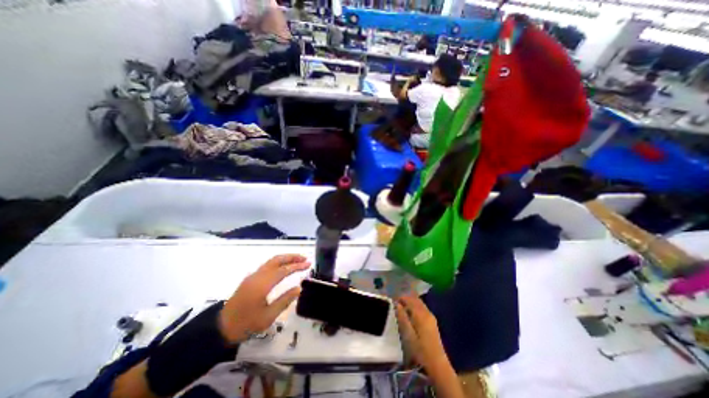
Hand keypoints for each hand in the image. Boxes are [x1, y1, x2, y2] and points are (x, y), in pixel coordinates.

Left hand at [220, 257, 310, 342]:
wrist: (221, 328)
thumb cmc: (246, 324)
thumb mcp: (268, 317)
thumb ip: (285, 301)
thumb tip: (299, 288)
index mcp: (263, 284)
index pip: (284, 270)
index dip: (297, 266)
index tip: (308, 264)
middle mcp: (258, 276)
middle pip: (277, 260)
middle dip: (292, 257)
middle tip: (304, 258)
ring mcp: (253, 276)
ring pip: (272, 261)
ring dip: (285, 258)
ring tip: (297, 260)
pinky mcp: (250, 279)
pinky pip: (267, 265)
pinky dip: (278, 262)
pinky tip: (284, 267)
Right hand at [397, 294, 443, 368]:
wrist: (437, 364)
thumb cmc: (420, 350)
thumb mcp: (408, 334)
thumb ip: (402, 317)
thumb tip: (397, 304)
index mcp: (420, 314)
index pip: (409, 299)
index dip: (401, 297)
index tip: (392, 299)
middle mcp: (427, 312)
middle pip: (415, 299)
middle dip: (406, 298)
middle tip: (396, 301)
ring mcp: (431, 316)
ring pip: (419, 303)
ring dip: (410, 302)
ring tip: (401, 306)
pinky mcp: (432, 321)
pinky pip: (422, 308)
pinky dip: (415, 306)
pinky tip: (410, 312)